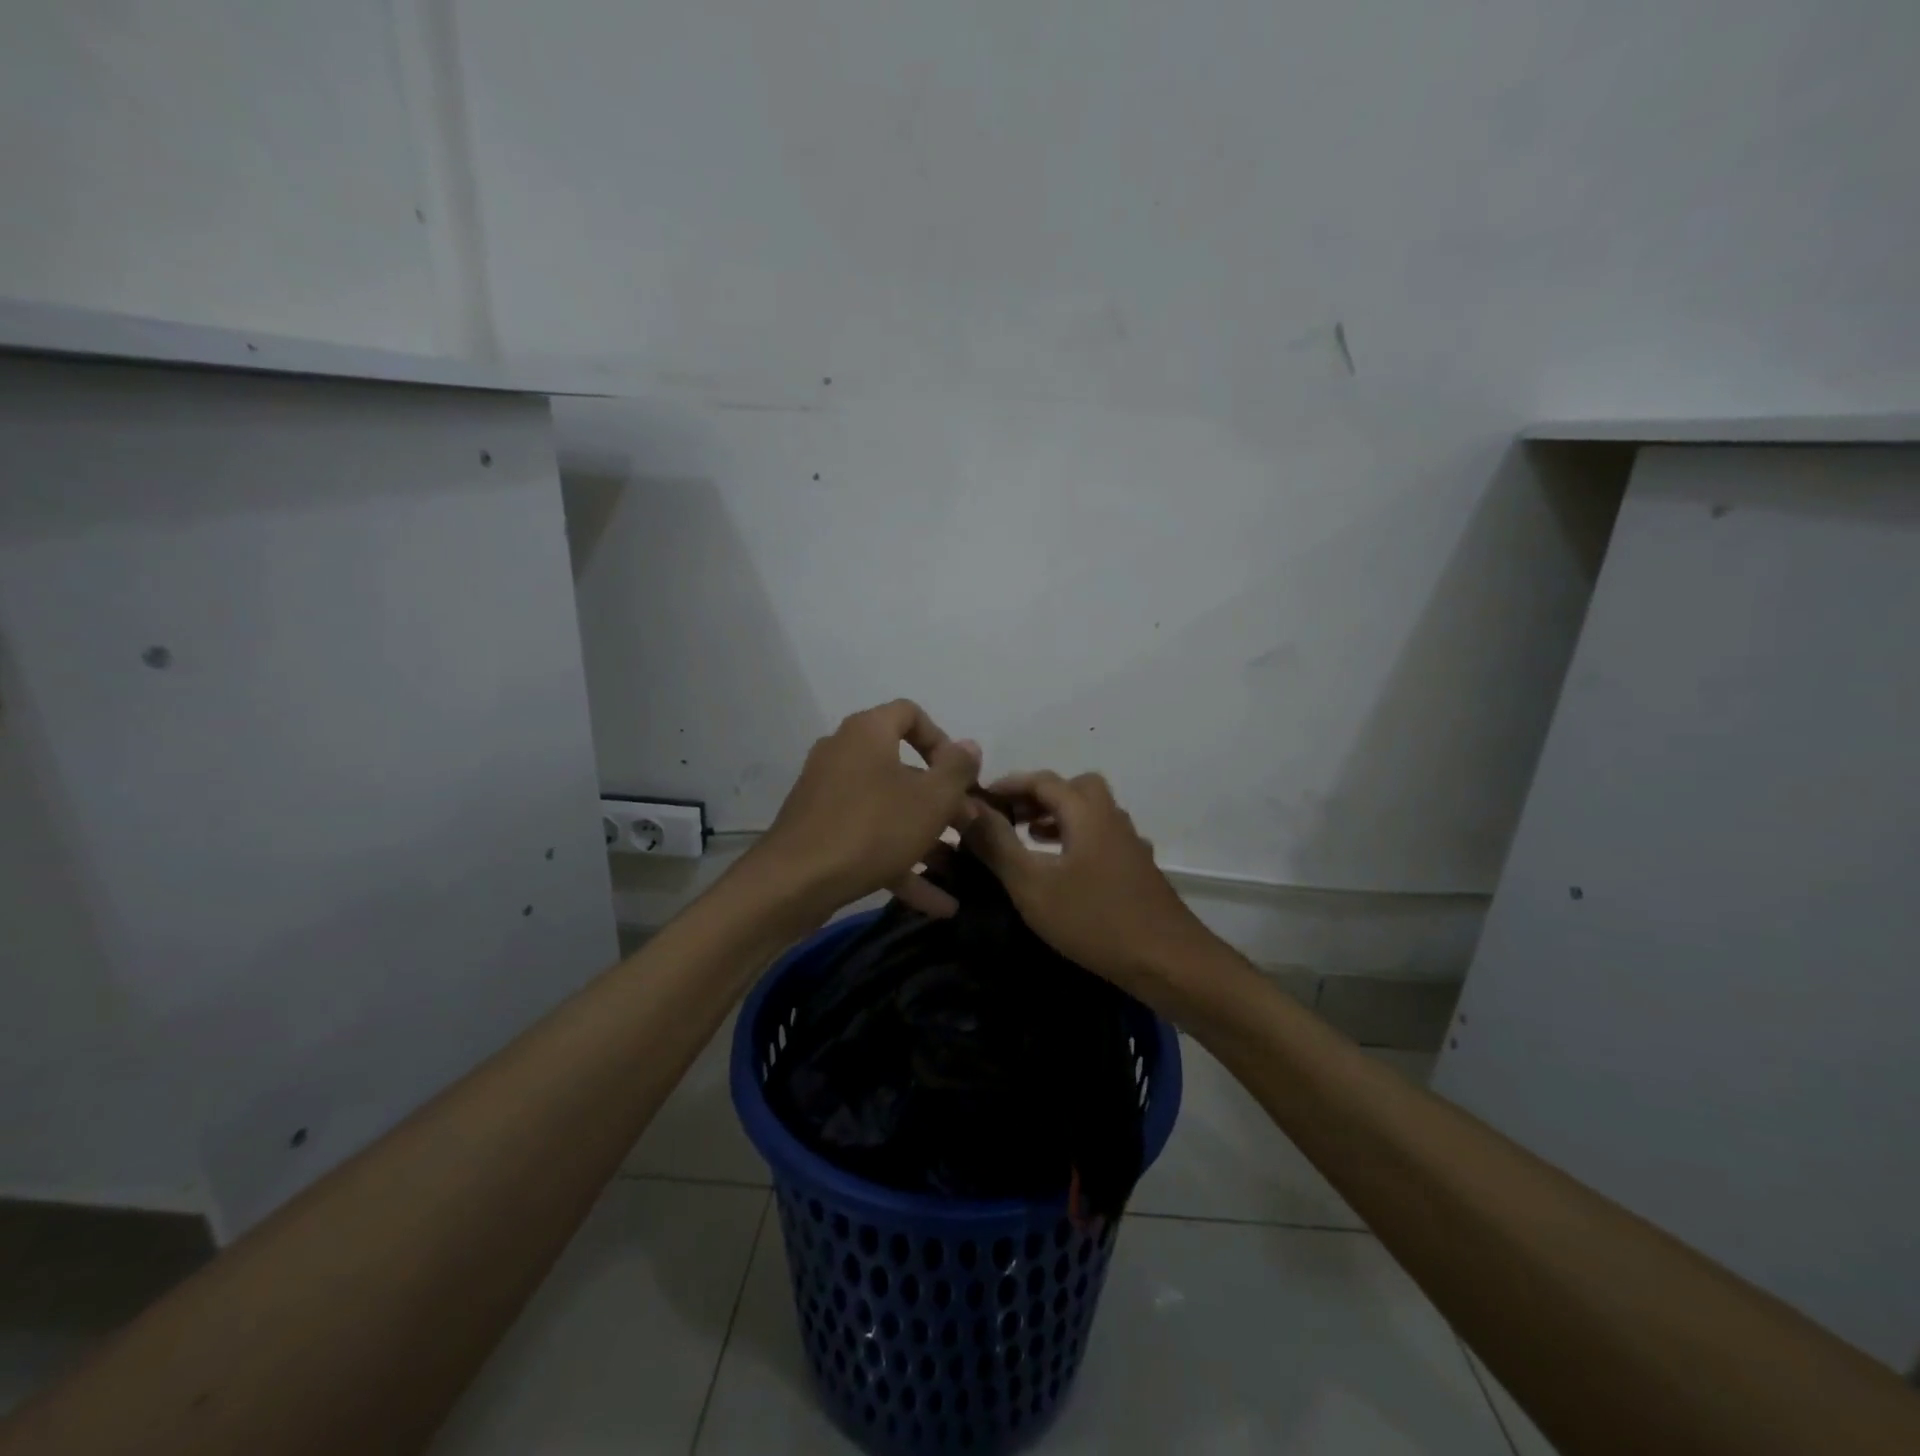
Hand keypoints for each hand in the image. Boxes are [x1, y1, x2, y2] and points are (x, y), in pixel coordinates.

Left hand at [753, 700, 981, 918]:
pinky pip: (869, 838)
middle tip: (968, 825)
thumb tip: (969, 746)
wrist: (794, 882)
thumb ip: (957, 769)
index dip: (941, 740)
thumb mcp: (931, 799)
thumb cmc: (872, 828)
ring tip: (957, 866)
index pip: (910, 714)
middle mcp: (844, 754)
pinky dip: (900, 862)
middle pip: (902, 767)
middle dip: (941, 799)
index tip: (960, 775)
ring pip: (888, 808)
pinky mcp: (820, 831)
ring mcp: (828, 794)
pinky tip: (937, 904)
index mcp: (867, 732)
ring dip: (925, 836)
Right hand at [963, 770, 1214, 994]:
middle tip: (1009, 816)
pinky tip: (1063, 866)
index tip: (980, 799)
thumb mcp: (1032, 884)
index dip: (1008, 785)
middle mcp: (1111, 817)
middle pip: (1073, 788)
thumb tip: (966, 808)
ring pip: (1090, 812)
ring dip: (1057, 816)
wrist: (1166, 960)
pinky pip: (1101, 835)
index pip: (1042, 781)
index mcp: (1086, 812)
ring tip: (1028, 836)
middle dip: (1037, 795)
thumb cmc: (1093, 919)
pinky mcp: (1137, 866)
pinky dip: (1076, 837)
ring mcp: (1129, 842)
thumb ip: (997, 844)